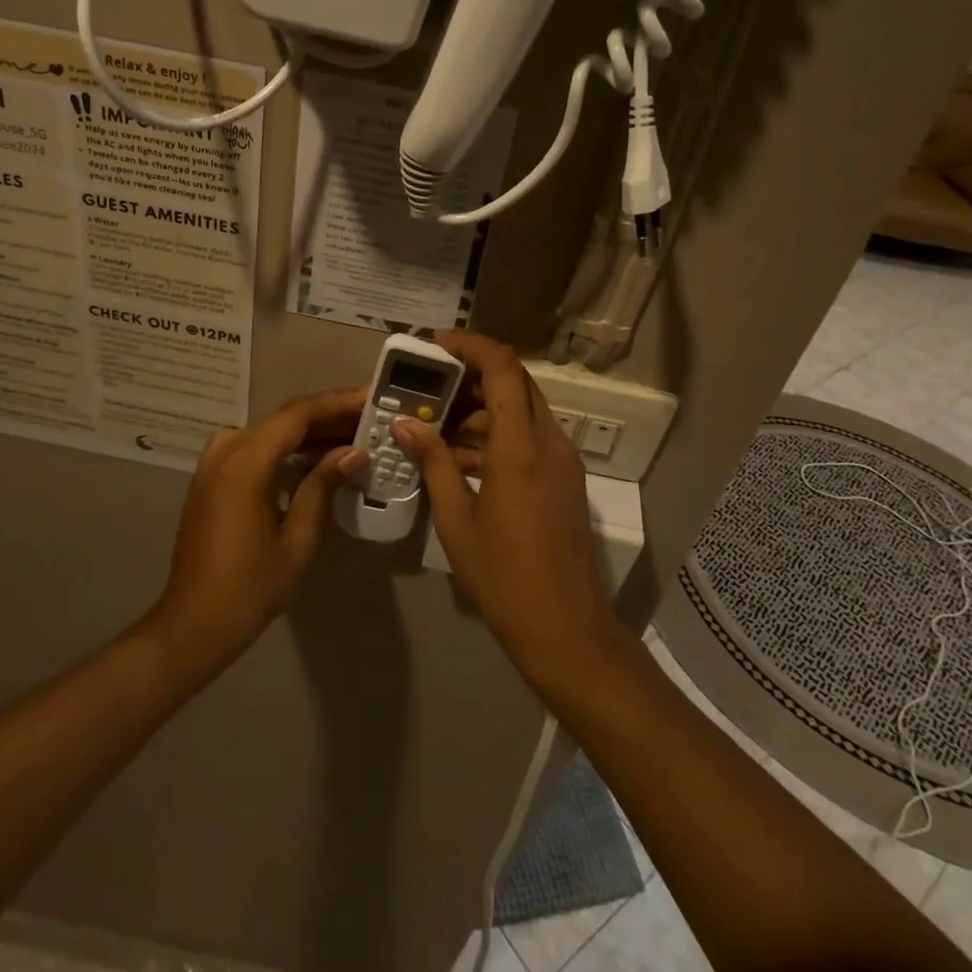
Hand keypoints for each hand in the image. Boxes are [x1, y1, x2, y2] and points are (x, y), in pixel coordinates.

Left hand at [147, 389, 368, 674]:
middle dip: (327, 417)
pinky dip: (284, 448)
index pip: (297, 415)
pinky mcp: (211, 480)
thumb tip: (354, 452)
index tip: (370, 399)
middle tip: (368, 420)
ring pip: (268, 432)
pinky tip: (312, 460)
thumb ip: (322, 486)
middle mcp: (225, 452)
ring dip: (307, 432)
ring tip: (349, 437)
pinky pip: (252, 449)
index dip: (336, 403)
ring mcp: (213, 465)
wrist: (193, 624)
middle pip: (283, 420)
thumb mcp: (297, 537)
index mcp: (245, 463)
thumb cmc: (249, 587)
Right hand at [391, 331, 627, 679]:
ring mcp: (563, 461)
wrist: (565, 628)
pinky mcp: (566, 479)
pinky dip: (499, 434)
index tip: (436, 343)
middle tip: (430, 386)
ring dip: (484, 408)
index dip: (471, 345)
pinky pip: (531, 438)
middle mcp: (550, 442)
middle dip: (473, 375)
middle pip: (516, 383)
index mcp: (521, 447)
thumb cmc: (503, 575)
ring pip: (523, 410)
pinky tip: (463, 459)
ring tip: (437, 427)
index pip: (503, 368)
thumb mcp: (456, 519)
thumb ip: (433, 462)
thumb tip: (405, 424)